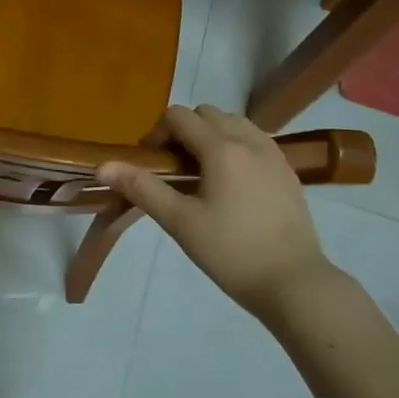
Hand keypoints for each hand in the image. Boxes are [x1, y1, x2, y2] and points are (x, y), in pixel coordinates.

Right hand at [99, 105, 327, 319]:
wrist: (295, 284)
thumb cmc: (232, 252)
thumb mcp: (180, 222)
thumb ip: (142, 188)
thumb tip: (103, 166)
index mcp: (221, 148)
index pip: (179, 116)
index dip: (157, 133)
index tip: (152, 165)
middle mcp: (249, 140)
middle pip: (206, 113)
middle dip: (184, 131)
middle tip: (175, 170)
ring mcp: (273, 154)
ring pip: (234, 123)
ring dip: (212, 135)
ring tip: (203, 174)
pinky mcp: (288, 171)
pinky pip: (255, 140)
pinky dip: (236, 146)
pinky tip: (232, 184)